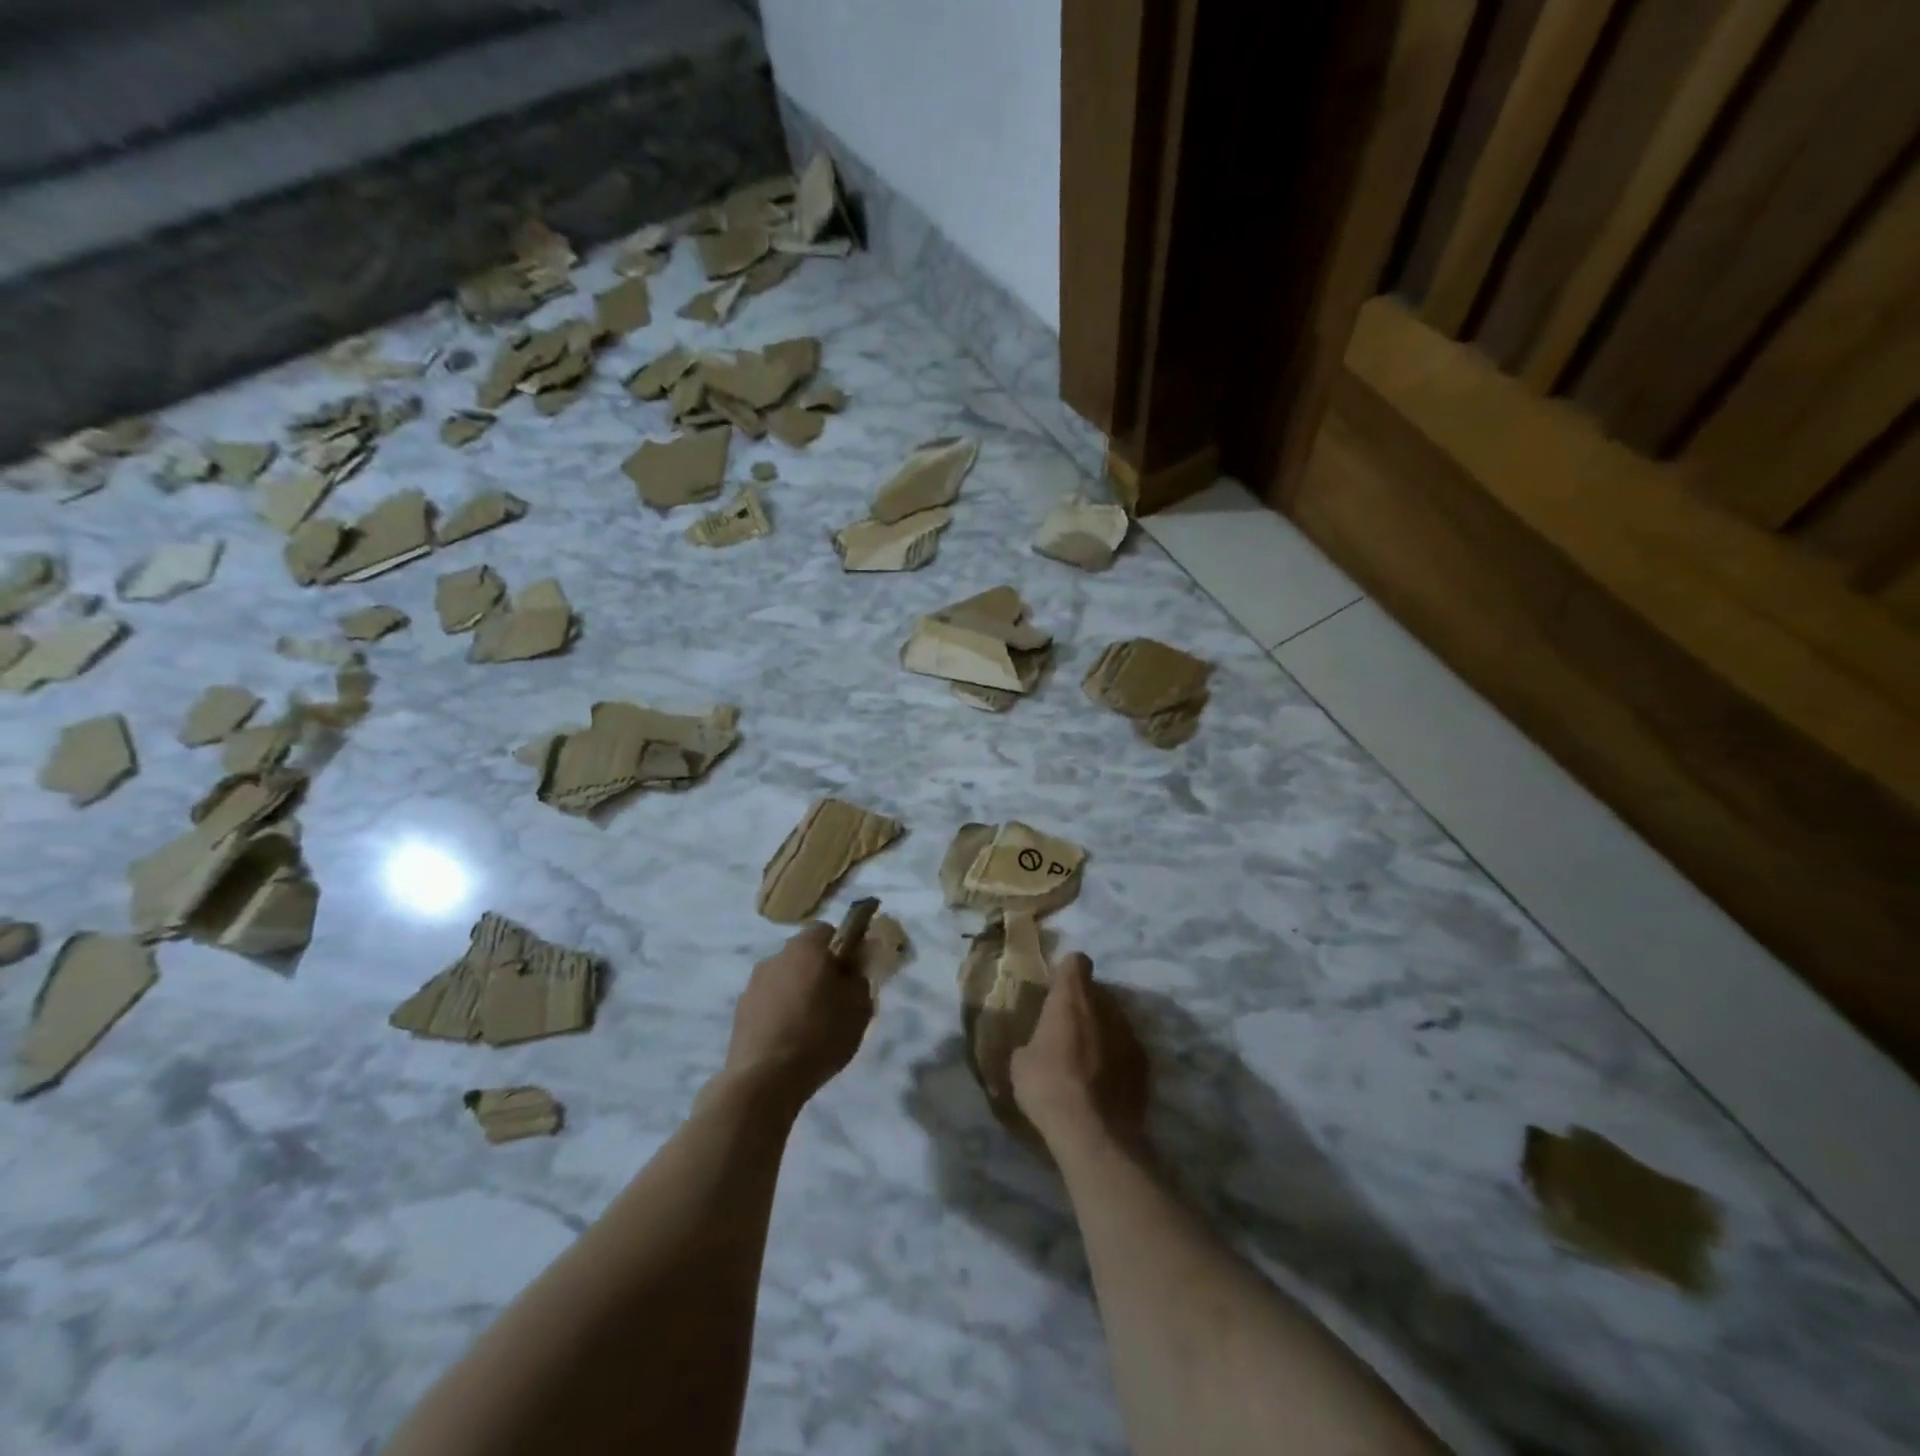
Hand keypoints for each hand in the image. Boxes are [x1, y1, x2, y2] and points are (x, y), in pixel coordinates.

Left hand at [722, 923, 873, 1106]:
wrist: (764, 1079)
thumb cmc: (820, 1035)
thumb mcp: (859, 1007)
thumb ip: (860, 978)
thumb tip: (854, 967)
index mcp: (806, 947)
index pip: (828, 931)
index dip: (844, 948)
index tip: (853, 973)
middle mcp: (776, 956)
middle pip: (804, 955)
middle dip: (820, 971)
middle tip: (836, 1001)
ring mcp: (754, 984)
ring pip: (785, 979)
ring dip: (798, 992)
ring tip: (812, 1026)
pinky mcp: (740, 1011)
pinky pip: (769, 1002)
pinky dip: (780, 1013)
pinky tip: (790, 1040)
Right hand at [1011, 952, 1148, 1147]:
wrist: (1092, 1132)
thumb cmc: (1047, 1085)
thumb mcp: (1019, 1062)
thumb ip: (1031, 1040)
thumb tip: (1033, 1046)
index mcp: (1072, 996)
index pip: (1076, 962)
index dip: (1067, 973)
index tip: (1056, 991)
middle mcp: (1105, 1005)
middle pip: (1097, 991)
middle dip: (1084, 1003)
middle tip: (1066, 1028)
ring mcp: (1129, 1032)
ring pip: (1114, 1018)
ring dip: (1102, 1029)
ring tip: (1086, 1057)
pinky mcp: (1144, 1062)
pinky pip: (1126, 1047)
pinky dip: (1116, 1057)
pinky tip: (1103, 1081)